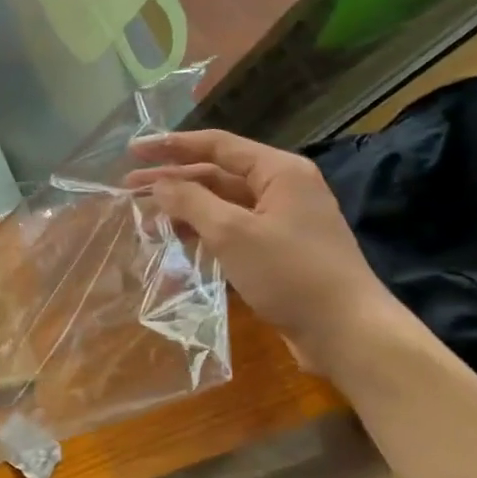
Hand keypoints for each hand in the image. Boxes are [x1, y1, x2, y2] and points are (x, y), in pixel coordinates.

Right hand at [126, 129, 398, 371]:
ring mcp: (282, 220)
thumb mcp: (233, 233)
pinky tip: (178, 242)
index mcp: (279, 171)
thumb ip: (191, 202)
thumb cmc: (291, 273)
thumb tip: (159, 184)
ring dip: (185, 209)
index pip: (217, 145)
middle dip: (173, 180)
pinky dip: (204, 232)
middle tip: (129, 188)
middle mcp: (282, 188)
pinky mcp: (280, 250)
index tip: (134, 150)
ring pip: (223, 204)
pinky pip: (233, 229)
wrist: (347, 332)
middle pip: (217, 174)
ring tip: (146, 219)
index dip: (171, 145)